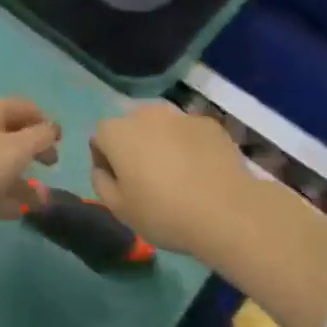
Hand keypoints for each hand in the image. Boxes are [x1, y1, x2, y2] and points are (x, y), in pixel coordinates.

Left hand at [0, 94, 60, 269]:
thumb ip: (41, 138)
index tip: (62, 144)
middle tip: (51, 168)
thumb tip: (52, 129)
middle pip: (12, 133)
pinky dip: (1, 193)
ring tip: (40, 202)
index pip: (27, 107)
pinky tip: (14, 212)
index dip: (46, 123)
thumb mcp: (18, 149)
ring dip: (21, 179)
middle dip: (34, 151)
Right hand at [89, 103, 253, 259]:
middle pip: (130, 126)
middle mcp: (145, 114)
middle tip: (147, 179)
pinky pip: (189, 132)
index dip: (106, 160)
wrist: (226, 210)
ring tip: (177, 174)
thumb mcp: (120, 210)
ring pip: (161, 126)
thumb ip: (101, 183)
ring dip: (161, 142)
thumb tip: (102, 168)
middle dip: (133, 146)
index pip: (100, 137)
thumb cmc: (164, 213)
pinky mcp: (207, 123)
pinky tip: (201, 171)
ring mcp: (179, 115)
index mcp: (118, 132)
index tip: (120, 184)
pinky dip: (189, 145)